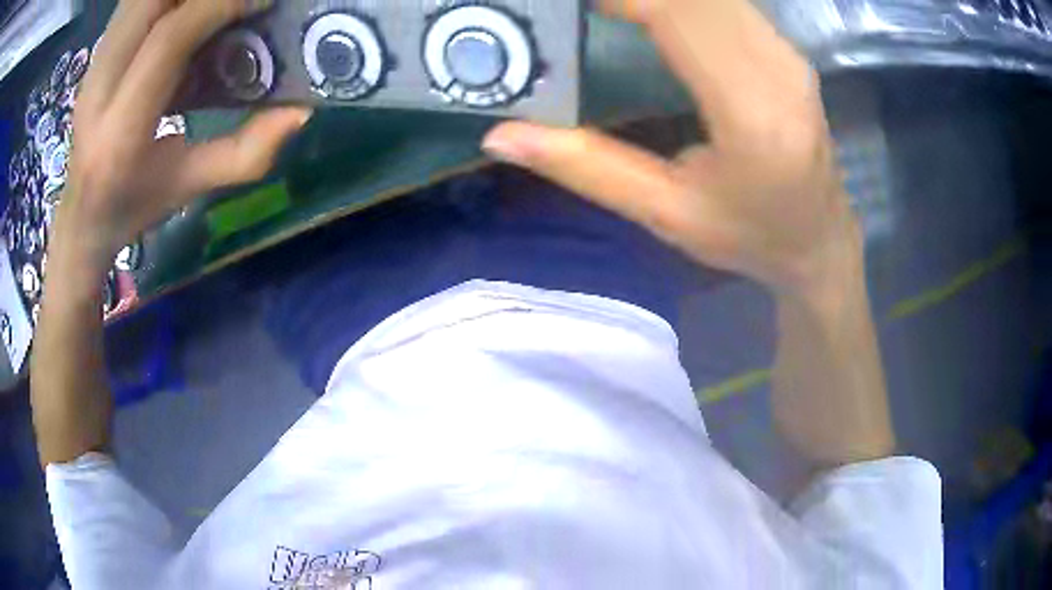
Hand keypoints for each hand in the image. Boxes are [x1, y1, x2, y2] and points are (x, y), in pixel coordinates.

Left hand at [53, 0, 309, 279]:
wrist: (80, 216)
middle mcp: (97, 90)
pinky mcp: (94, 56)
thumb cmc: (134, 207)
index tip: (261, 1)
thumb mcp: (192, 188)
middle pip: (150, 2)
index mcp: (120, 133)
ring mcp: (90, 68)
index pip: (169, 40)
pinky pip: (132, 3)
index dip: (219, 5)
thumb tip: (302, 109)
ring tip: (208, 7)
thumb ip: (248, 153)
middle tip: (236, 0)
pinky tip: (182, 10)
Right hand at [483, 0, 856, 298]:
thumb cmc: (749, 237)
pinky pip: (727, 2)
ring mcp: (787, 54)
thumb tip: (500, 137)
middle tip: (577, 7)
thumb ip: (586, 167)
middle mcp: (777, 69)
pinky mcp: (787, 51)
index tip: (567, 4)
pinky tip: (649, 8)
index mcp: (750, 113)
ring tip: (608, 8)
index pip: (677, 15)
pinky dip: (681, 0)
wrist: (819, 240)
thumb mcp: (665, 214)